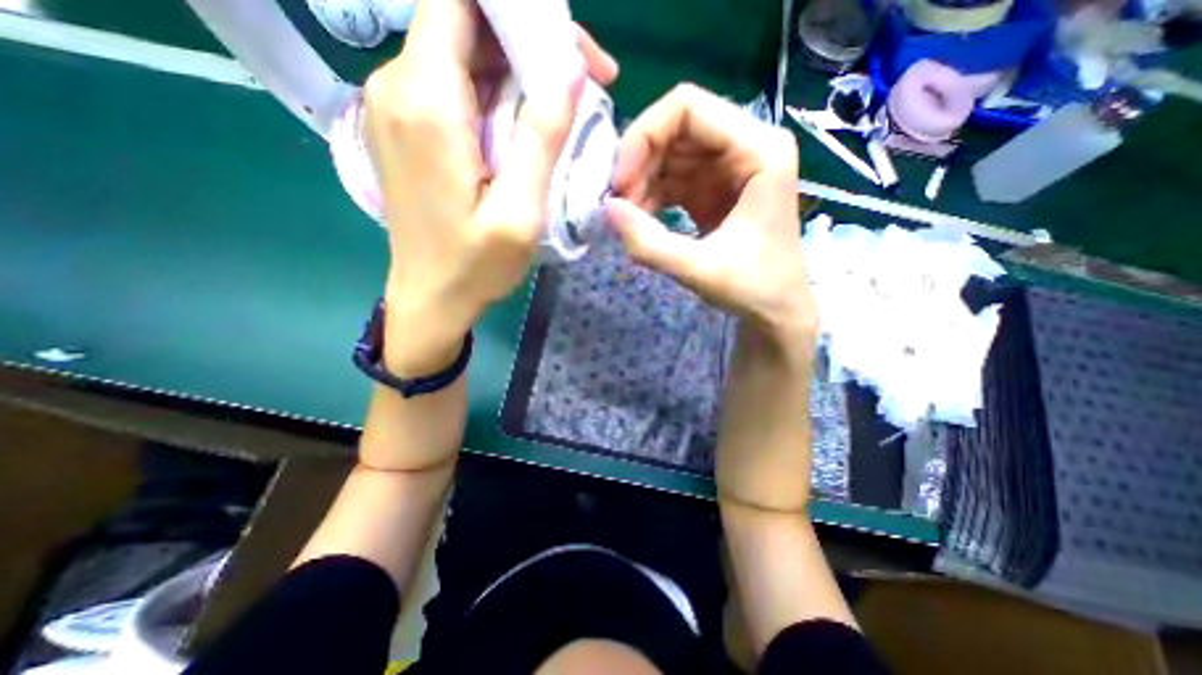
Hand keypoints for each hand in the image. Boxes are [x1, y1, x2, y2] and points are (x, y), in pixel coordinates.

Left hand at [361, 1, 612, 373]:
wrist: (430, 297)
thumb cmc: (476, 265)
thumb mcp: (520, 211)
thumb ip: (541, 137)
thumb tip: (570, 66)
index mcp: (426, 101)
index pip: (461, 0)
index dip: (521, 9)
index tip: (570, 50)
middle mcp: (398, 87)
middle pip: (465, 24)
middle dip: (530, 41)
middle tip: (586, 83)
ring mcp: (395, 107)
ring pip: (462, 55)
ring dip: (516, 71)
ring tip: (562, 112)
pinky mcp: (405, 127)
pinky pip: (452, 86)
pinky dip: (494, 94)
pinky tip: (523, 129)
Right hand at [612, 84, 816, 348]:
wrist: (775, 310)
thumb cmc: (753, 289)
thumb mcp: (699, 270)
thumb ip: (649, 243)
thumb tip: (606, 210)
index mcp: (759, 150)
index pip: (688, 107)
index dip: (643, 137)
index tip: (620, 183)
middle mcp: (747, 145)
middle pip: (675, 128)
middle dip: (639, 163)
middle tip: (620, 205)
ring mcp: (730, 166)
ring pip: (670, 153)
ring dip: (642, 182)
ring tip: (630, 218)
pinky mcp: (715, 188)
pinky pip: (674, 177)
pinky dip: (651, 195)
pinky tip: (642, 220)